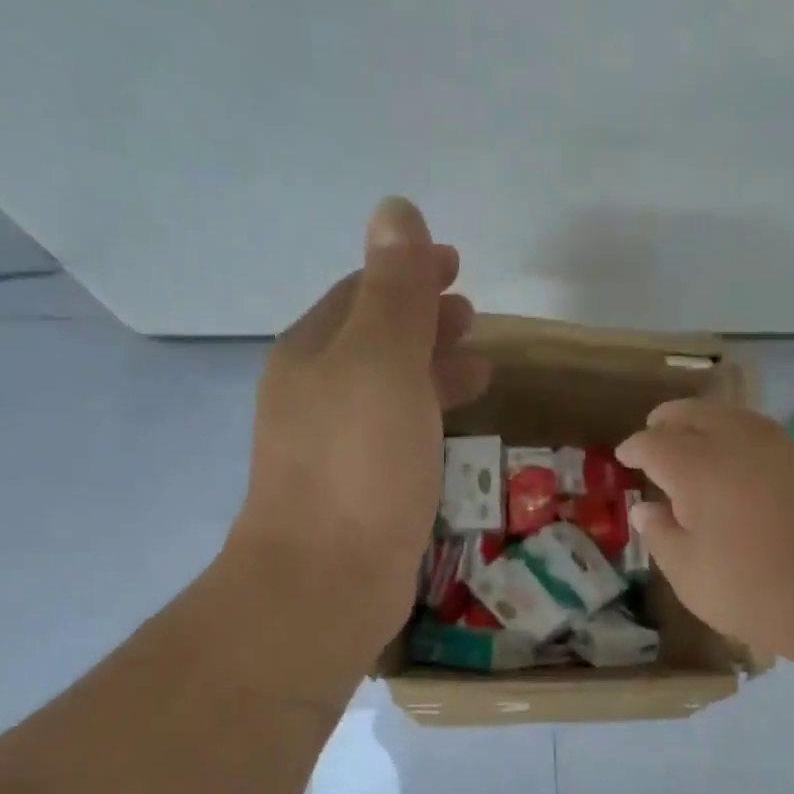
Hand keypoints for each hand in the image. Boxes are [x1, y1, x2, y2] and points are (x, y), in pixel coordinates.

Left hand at [226, 197, 488, 665]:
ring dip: (430, 373)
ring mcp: (331, 452)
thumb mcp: (382, 364)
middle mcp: (313, 397)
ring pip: (386, 394)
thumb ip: (394, 292)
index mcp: (313, 355)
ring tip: (481, 370)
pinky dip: (426, 421)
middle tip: (476, 319)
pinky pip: (394, 438)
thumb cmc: (359, 466)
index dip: (409, 274)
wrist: (326, 583)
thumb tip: (396, 209)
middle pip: (373, 343)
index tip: (459, 267)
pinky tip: (452, 436)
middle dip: (423, 323)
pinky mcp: (355, 497)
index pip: (362, 295)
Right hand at [617, 400, 793, 667]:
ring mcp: (782, 449)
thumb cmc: (750, 592)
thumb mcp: (688, 573)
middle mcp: (739, 445)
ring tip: (697, 438)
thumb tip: (646, 508)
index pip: (655, 444)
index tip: (624, 456)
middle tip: (656, 428)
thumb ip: (661, 534)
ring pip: (736, 418)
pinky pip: (767, 436)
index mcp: (698, 469)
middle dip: (671, 419)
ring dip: (709, 422)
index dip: (635, 448)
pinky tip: (744, 461)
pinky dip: (744, 438)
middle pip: (697, 414)